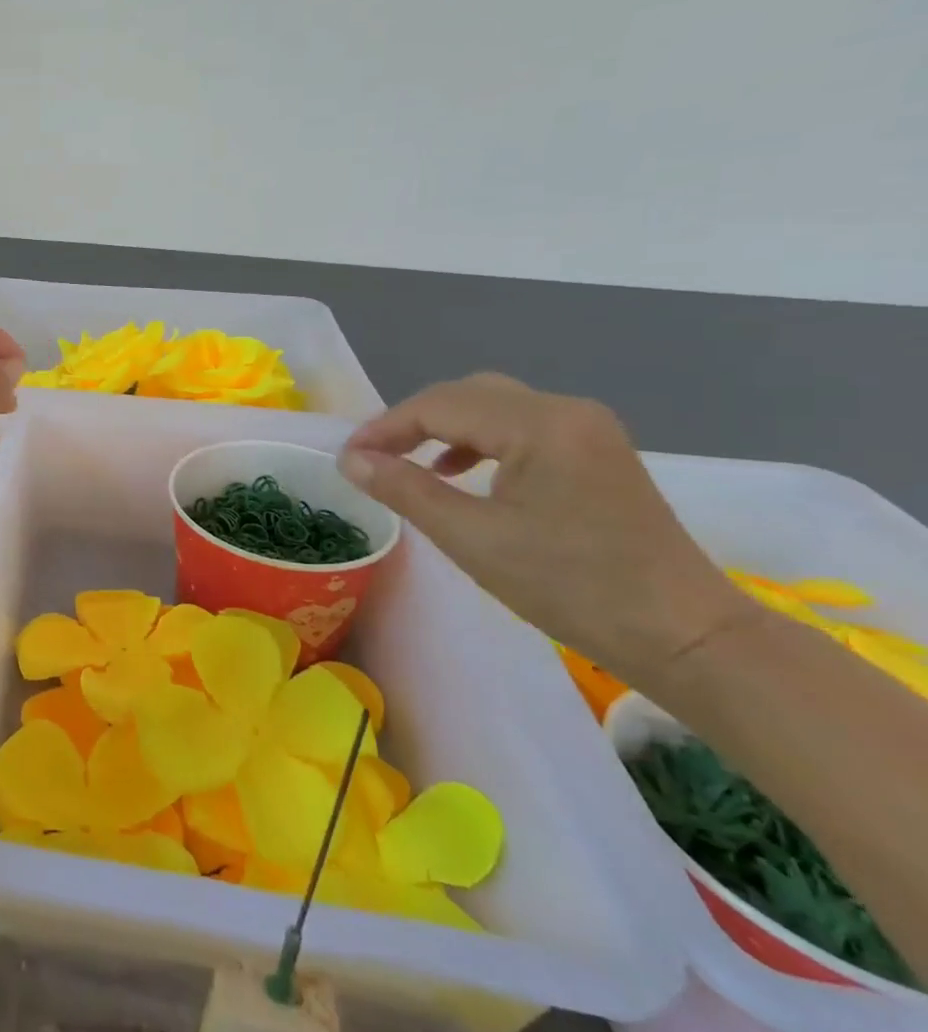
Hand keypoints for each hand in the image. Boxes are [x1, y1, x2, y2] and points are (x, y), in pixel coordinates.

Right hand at [339, 373, 748, 683]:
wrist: (683, 635)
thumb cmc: (571, 586)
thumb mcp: (471, 538)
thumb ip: (405, 489)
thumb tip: (351, 460)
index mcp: (540, 424)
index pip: (440, 405)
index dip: (385, 427)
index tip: (347, 458)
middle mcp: (566, 411)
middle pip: (466, 395)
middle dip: (411, 421)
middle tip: (373, 457)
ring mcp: (587, 429)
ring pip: (492, 407)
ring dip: (442, 428)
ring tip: (406, 462)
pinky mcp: (596, 452)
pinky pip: (519, 426)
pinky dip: (477, 440)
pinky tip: (459, 471)